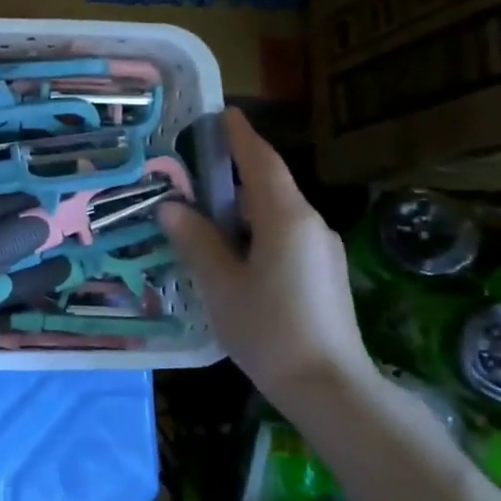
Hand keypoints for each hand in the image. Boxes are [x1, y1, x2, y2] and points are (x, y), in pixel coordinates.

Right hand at [159, 108, 369, 402]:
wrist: (329, 386)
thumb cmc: (268, 329)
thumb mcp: (220, 284)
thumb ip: (196, 241)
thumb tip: (171, 208)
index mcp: (286, 219)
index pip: (261, 163)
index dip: (241, 137)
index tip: (223, 113)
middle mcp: (310, 225)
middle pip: (269, 187)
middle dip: (234, 173)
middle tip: (193, 169)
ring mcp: (321, 251)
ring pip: (276, 214)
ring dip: (242, 206)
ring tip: (202, 213)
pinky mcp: (322, 274)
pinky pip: (284, 236)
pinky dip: (255, 230)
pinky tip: (231, 251)